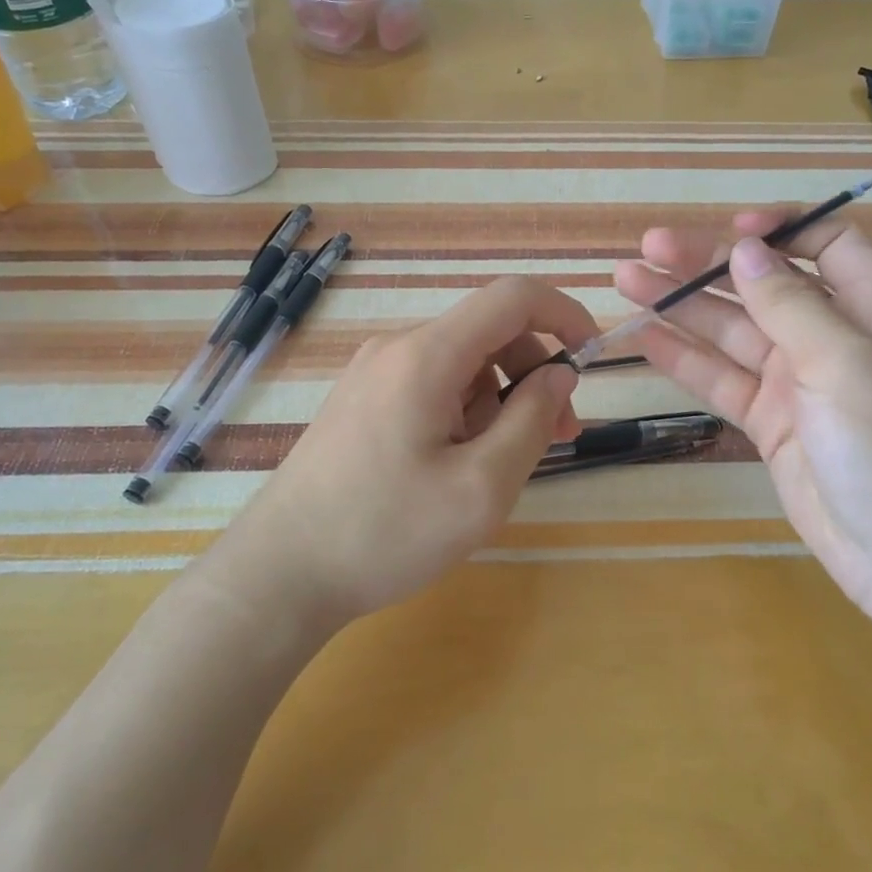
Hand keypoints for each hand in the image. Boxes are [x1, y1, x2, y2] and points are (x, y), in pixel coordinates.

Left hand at [237, 276, 593, 621]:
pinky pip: (433, 385)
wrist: (279, 574)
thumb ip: (532, 420)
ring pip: (463, 362)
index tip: (593, 357)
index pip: (512, 297)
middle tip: (561, 434)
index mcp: (426, 355)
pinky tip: (461, 464)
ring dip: (501, 398)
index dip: (564, 313)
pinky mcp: (362, 401)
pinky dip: (467, 410)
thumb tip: (560, 372)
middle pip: (488, 331)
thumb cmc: (385, 533)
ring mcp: (373, 373)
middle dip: (535, 372)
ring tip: (505, 463)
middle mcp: (397, 348)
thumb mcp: (481, 487)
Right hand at [615, 213, 871, 631]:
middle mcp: (834, 339)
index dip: (782, 229)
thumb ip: (791, 304)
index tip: (730, 230)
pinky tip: (644, 338)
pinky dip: (685, 359)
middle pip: (765, 285)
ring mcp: (798, 383)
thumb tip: (745, 248)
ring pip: (733, 332)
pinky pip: (722, 380)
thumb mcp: (846, 363)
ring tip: (626, 280)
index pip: (830, 246)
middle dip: (708, 263)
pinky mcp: (770, 423)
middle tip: (648, 247)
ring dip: (683, 306)